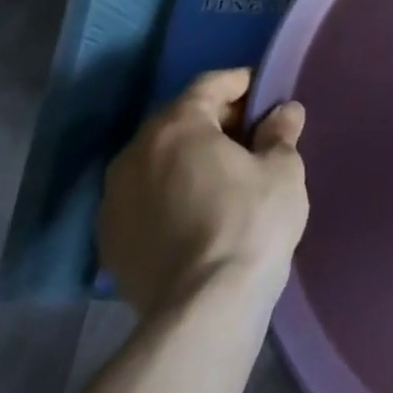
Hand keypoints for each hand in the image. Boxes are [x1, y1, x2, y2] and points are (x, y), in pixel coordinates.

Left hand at [98, 68, 309, 317]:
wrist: (203, 308)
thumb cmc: (250, 222)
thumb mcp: (282, 169)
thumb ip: (280, 133)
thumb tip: (283, 112)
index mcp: (176, 128)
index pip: (209, 86)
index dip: (240, 83)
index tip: (266, 95)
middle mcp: (134, 155)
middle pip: (178, 121)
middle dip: (215, 121)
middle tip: (252, 135)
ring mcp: (114, 200)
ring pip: (157, 160)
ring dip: (189, 158)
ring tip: (226, 175)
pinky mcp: (109, 241)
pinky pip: (145, 197)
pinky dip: (171, 192)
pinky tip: (199, 211)